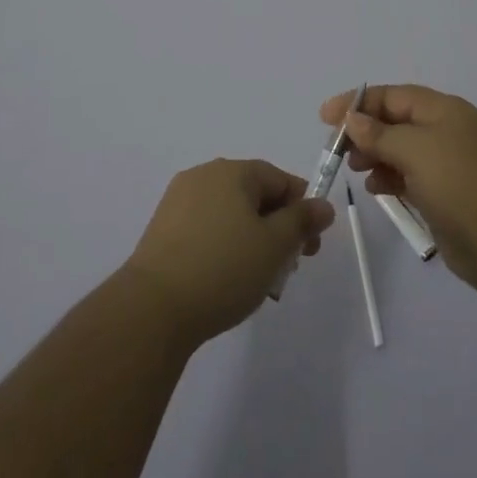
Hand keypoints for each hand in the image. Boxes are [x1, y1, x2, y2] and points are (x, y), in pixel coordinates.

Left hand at [122, 158, 336, 345]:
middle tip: (287, 268)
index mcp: (233, 171)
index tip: (309, 247)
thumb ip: (302, 221)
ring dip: (252, 240)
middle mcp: (205, 175)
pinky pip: (206, 228)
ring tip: (259, 281)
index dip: (302, 210)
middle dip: (277, 228)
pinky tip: (227, 281)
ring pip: (231, 214)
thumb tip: (323, 205)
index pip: (280, 179)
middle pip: (255, 195)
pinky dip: (224, 247)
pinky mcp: (163, 227)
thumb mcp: (275, 246)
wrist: (153, 307)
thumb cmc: (224, 269)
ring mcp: (179, 200)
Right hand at [321, 84, 476, 297]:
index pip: (392, 96)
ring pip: (401, 150)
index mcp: (443, 110)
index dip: (358, 102)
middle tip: (337, 150)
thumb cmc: (461, 185)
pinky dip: (389, 178)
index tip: (326, 117)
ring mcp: (448, 165)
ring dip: (374, 155)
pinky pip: (410, 177)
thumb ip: (380, 133)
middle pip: (395, 121)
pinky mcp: (447, 196)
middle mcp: (445, 131)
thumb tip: (353, 119)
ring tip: (355, 169)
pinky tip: (376, 189)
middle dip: (364, 131)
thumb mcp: (415, 150)